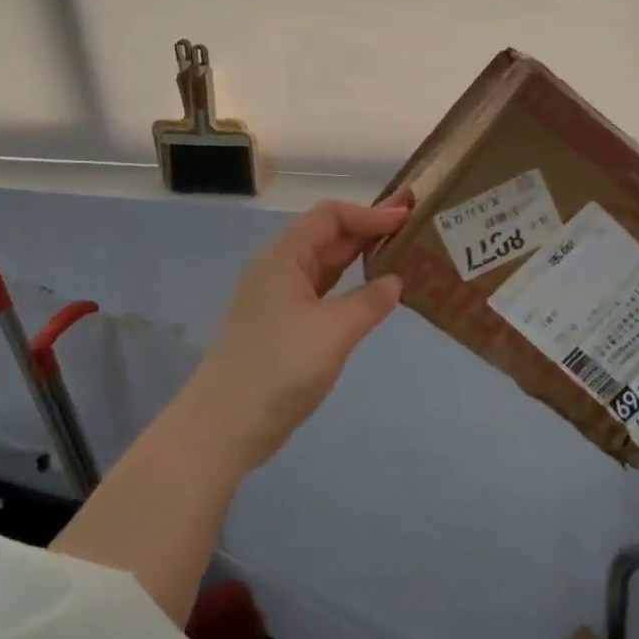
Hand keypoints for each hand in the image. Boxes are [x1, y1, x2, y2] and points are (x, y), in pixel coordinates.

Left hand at [182, 194, 411, 470]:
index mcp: (284, 257)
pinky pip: (322, 291)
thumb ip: (369, 302)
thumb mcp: (333, 332)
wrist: (225, 425)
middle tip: (413, 225)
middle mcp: (279, 268)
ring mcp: (279, 297)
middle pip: (328, 236)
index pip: (331, 216)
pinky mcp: (283, 324)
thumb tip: (395, 281)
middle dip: (369, 228)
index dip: (370, 212)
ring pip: (326, 264)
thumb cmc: (279, 368)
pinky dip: (349, 285)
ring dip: (360, 256)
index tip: (407, 216)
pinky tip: (373, 291)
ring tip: (400, 251)